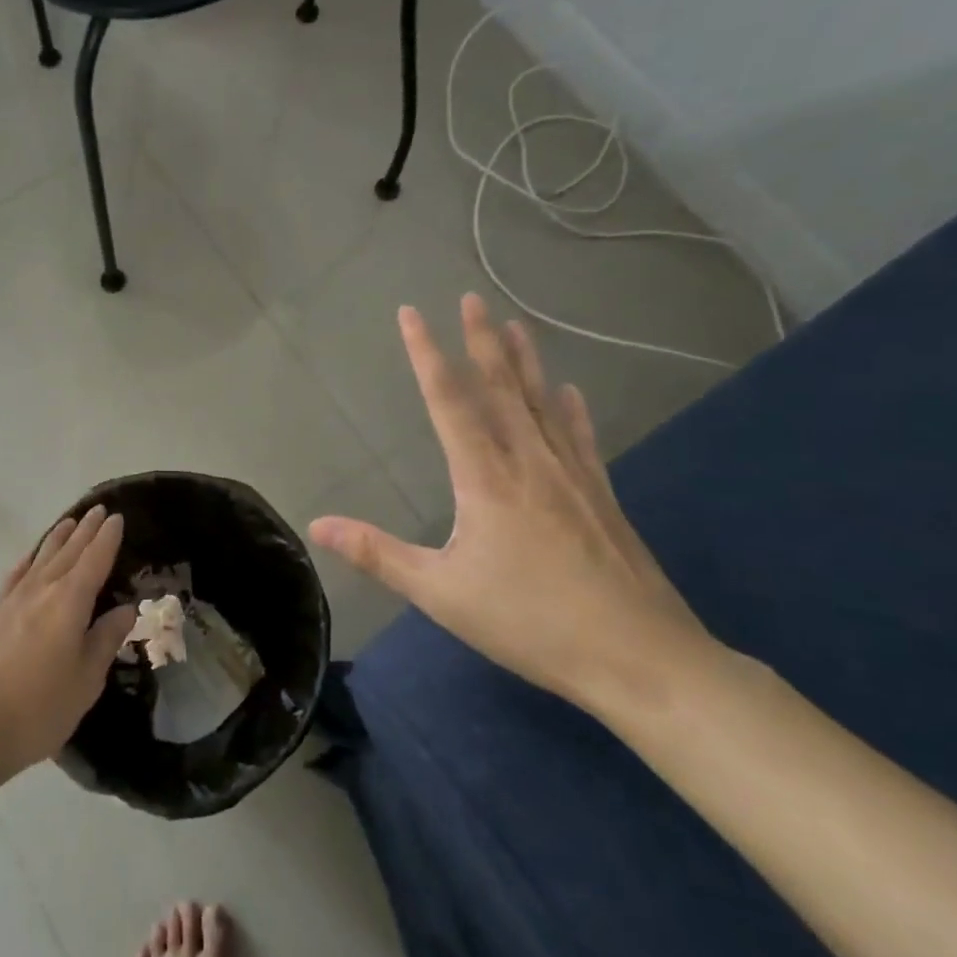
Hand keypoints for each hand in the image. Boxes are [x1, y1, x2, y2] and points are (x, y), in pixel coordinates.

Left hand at [0, 506, 132, 777]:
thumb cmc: (37, 710)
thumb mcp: (86, 681)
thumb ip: (105, 640)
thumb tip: (126, 609)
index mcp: (69, 604)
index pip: (94, 561)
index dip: (107, 539)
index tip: (117, 518)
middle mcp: (40, 592)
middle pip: (67, 553)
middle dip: (85, 531)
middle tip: (98, 510)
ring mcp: (10, 602)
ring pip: (39, 559)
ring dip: (56, 539)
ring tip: (68, 522)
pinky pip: (14, 576)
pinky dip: (26, 562)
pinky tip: (28, 560)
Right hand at [310, 296, 716, 713]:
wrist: (640, 658)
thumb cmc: (531, 622)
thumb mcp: (441, 593)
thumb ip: (378, 554)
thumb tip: (317, 525)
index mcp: (486, 478)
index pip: (449, 401)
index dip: (427, 354)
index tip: (412, 313)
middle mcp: (530, 462)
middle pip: (501, 388)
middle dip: (482, 340)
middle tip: (472, 298)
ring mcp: (572, 476)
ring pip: (542, 404)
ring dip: (525, 361)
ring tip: (516, 325)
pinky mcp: (601, 497)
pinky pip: (580, 437)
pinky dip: (571, 409)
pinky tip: (569, 392)